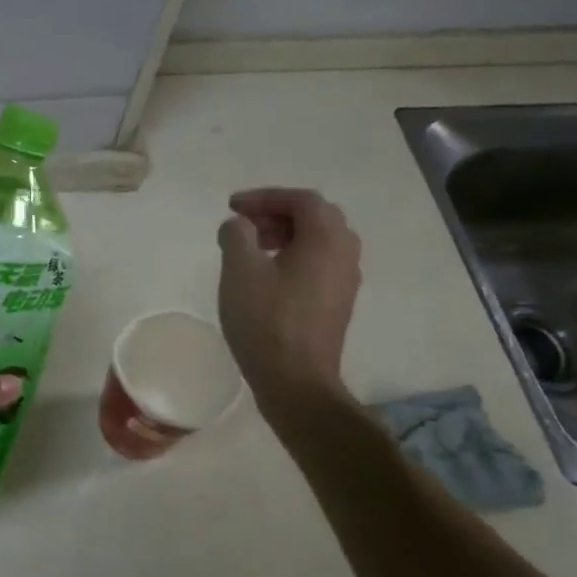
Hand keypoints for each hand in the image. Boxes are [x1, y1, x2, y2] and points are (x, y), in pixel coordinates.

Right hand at [217, 187, 361, 407]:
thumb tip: (239, 225)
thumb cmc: (266, 320)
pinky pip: (318, 264)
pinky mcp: (337, 303)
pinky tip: (266, 276)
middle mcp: (345, 253)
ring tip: (251, 249)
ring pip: (318, 241)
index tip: (231, 207)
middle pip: (315, 217)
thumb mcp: (240, 270)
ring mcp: (345, 280)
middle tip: (243, 224)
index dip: (264, 197)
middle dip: (276, 213)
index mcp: (327, 238)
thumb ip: (237, 235)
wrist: (295, 379)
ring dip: (285, 235)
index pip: (301, 199)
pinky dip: (293, 256)